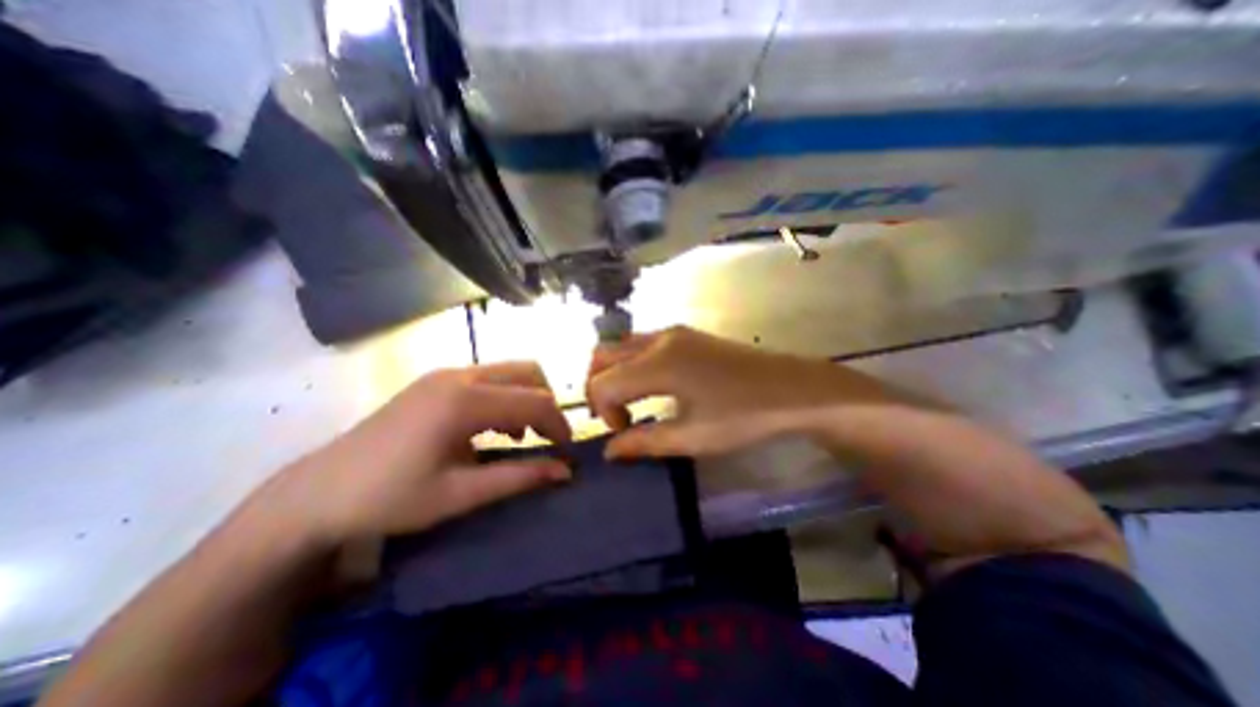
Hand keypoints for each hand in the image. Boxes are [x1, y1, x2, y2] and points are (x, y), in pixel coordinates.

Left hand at [266, 363, 570, 543]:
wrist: (316, 493)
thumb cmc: (388, 498)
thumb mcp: (459, 494)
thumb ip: (518, 477)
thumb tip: (565, 472)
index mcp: (464, 401)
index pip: (534, 401)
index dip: (558, 424)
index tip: (566, 450)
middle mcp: (460, 376)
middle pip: (528, 372)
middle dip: (547, 402)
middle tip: (549, 438)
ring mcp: (446, 374)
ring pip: (509, 372)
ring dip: (527, 398)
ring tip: (522, 437)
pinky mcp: (437, 381)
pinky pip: (488, 379)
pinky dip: (505, 397)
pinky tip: (493, 428)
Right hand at [584, 325, 922, 456]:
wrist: (793, 389)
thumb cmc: (743, 416)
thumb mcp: (692, 438)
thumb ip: (644, 442)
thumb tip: (609, 451)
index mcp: (658, 364)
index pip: (603, 383)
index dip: (603, 412)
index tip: (623, 433)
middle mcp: (659, 340)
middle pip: (603, 356)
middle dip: (598, 387)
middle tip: (617, 417)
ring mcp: (673, 333)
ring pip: (621, 346)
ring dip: (614, 374)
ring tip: (631, 404)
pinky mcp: (686, 334)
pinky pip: (642, 345)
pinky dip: (632, 365)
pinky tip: (652, 387)